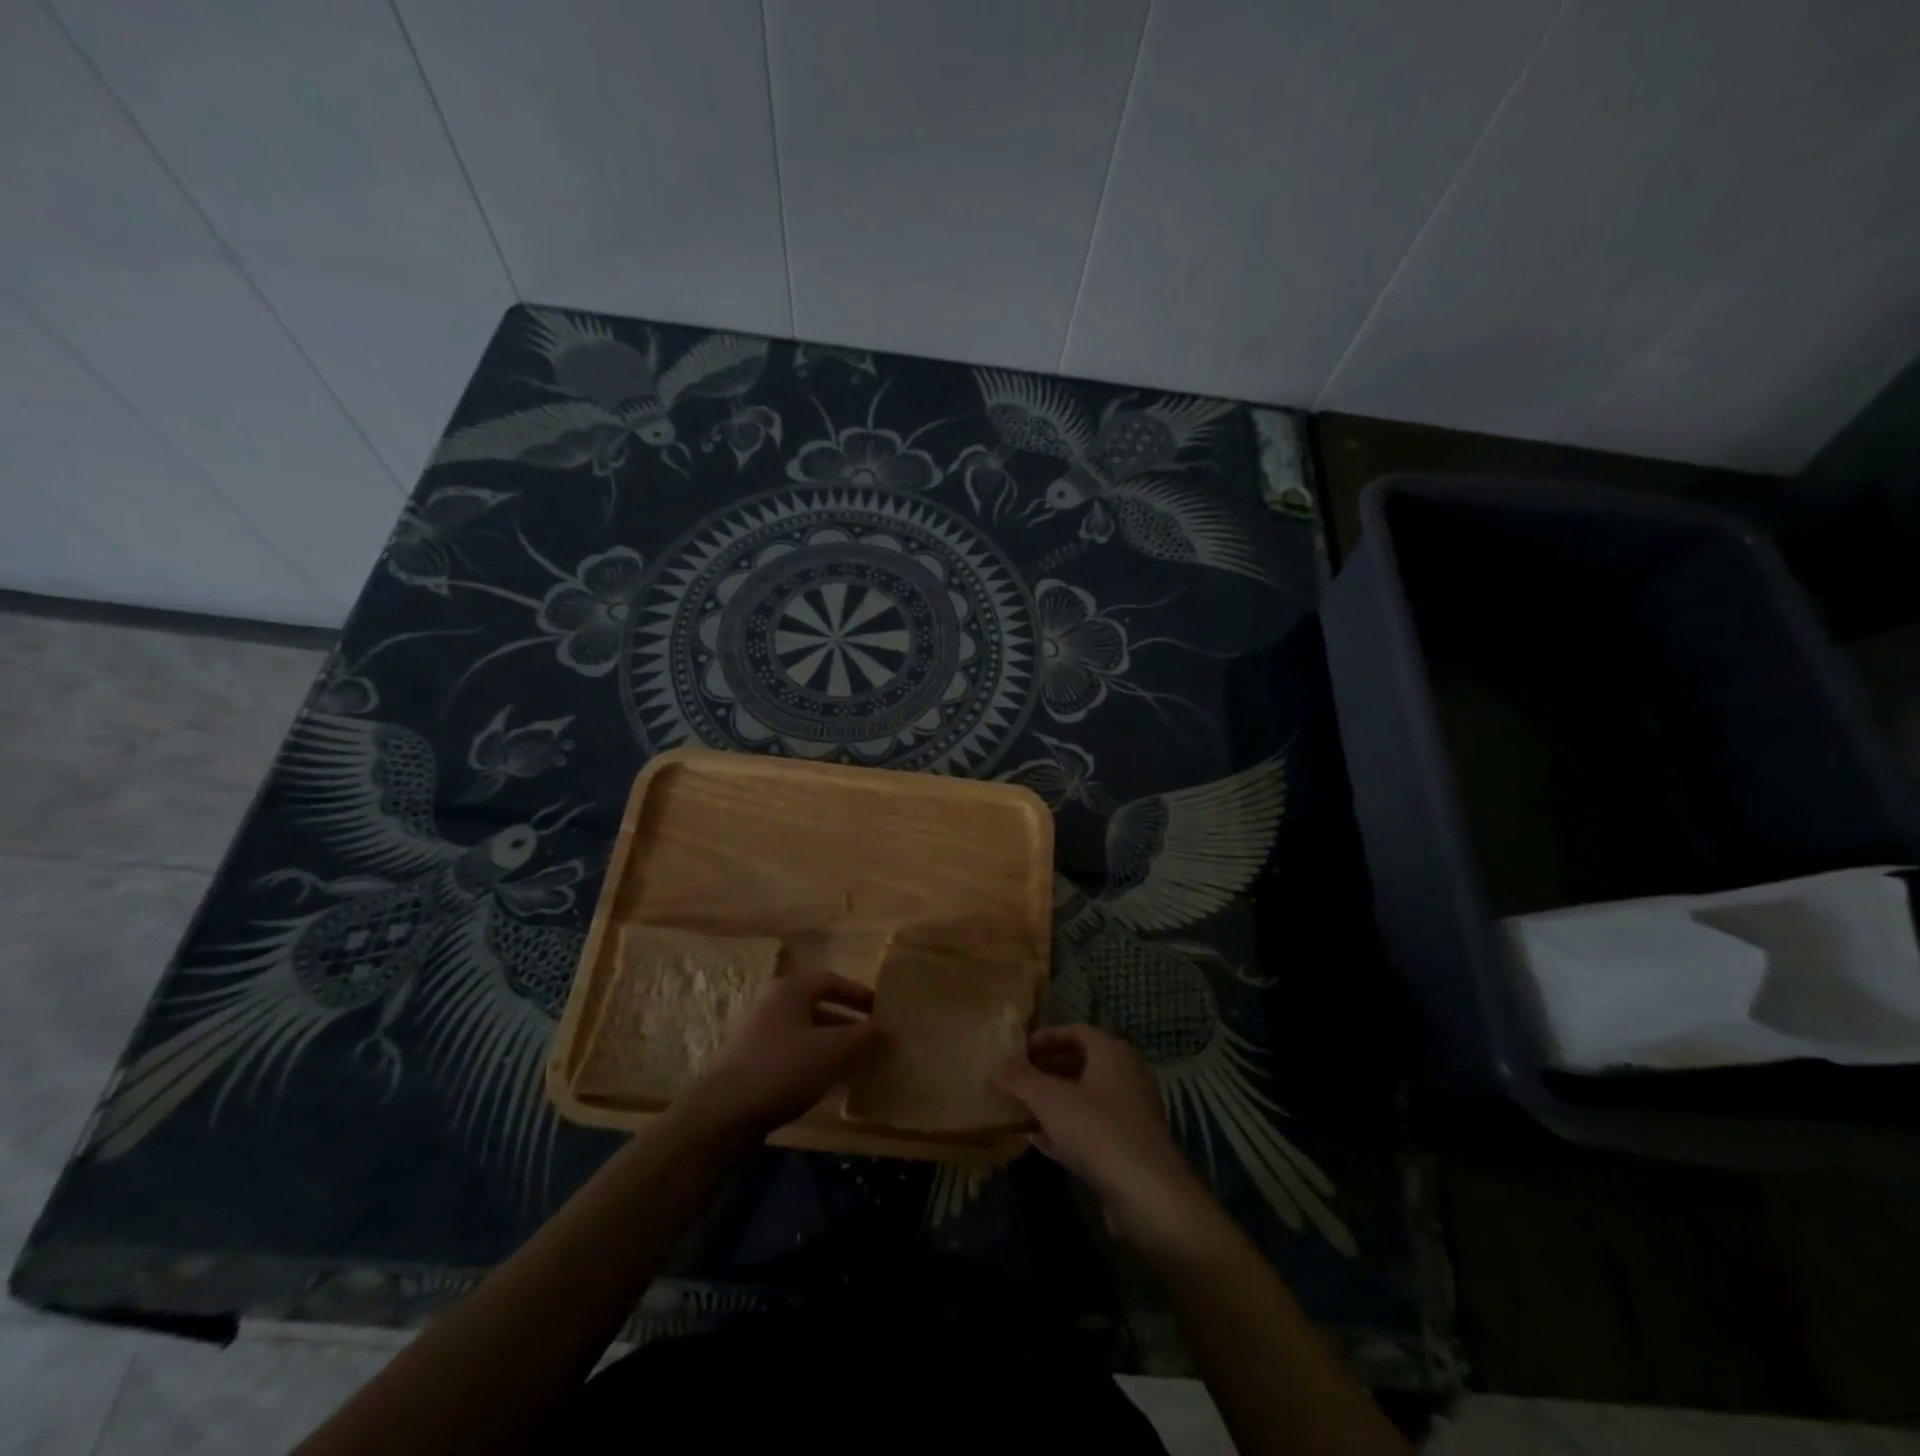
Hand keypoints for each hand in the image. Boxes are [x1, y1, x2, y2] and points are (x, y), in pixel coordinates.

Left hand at [677, 970, 875, 1138]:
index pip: (830, 980)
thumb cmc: (783, 1069)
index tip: (880, 1010)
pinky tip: (828, 1087)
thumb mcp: (833, 1051)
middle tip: (872, 1041)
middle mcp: (770, 1004)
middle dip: (847, 1024)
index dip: (858, 993)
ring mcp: (756, 1035)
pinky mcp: (750, 1064)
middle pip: (817, 1007)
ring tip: (856, 1066)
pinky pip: (791, 1055)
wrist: (724, 1114)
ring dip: (832, 1047)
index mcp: (788, 990)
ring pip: (805, 1034)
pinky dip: (813, 1064)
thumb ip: (862, 1036)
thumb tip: (883, 1028)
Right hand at [1001, 1025, 1219, 1258]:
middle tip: (1018, 1078)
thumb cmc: (1098, 1130)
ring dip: (1055, 1101)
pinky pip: (1092, 1128)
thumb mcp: (1050, 1099)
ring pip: (1086, 1098)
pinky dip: (1066, 1129)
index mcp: (1112, 1053)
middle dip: (1048, 1069)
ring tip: (1023, 1107)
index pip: (1076, 1031)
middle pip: (1082, 1063)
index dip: (1046, 1037)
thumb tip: (1000, 1064)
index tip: (1019, 1050)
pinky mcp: (1129, 1147)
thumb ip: (1021, 1078)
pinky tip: (1039, 1141)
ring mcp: (1131, 1113)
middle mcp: (1126, 1075)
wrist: (1148, 1194)